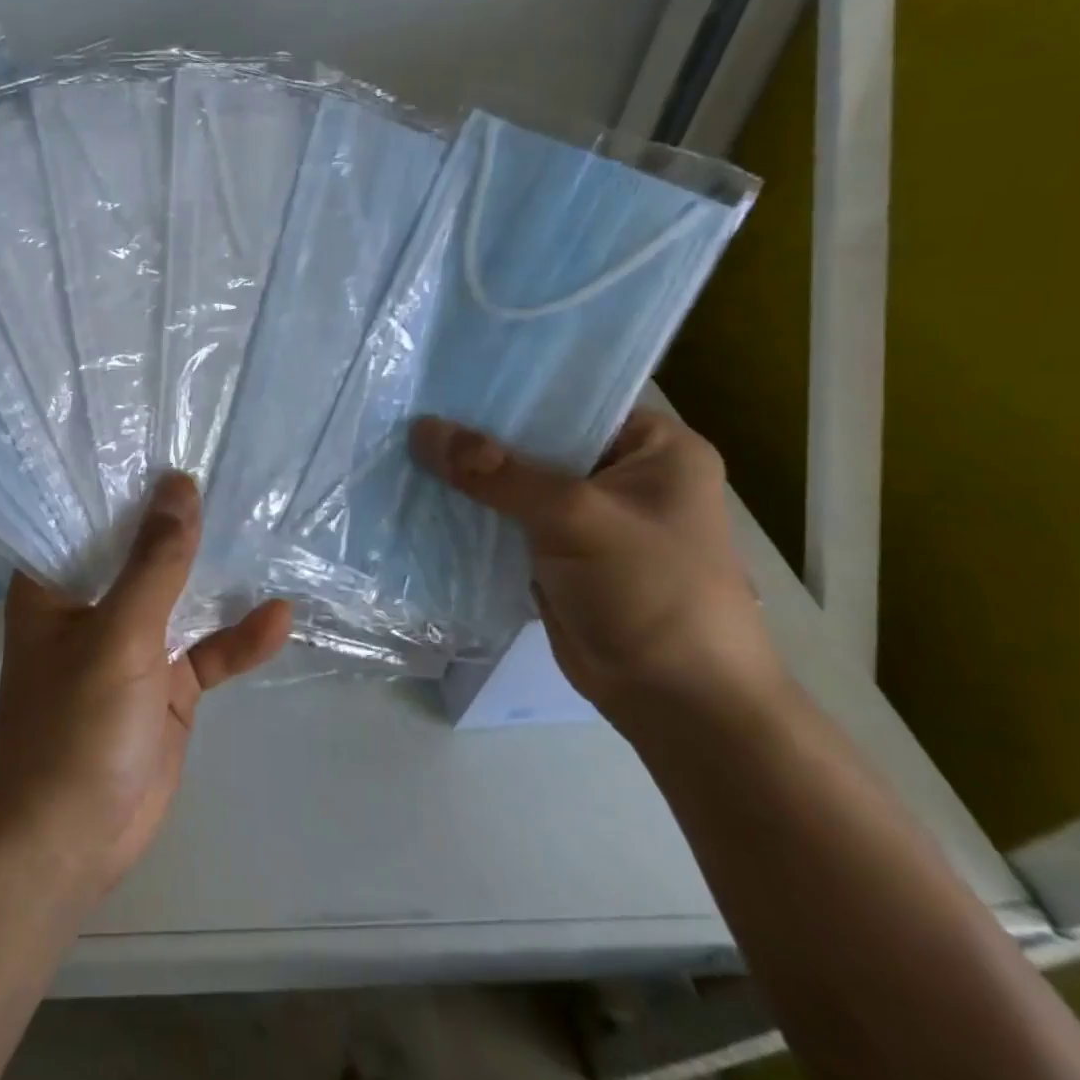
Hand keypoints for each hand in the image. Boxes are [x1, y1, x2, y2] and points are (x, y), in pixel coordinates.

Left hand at [0, 473, 291, 895]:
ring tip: (258, 526)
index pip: (84, 514)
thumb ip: (155, 562)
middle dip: (178, 519)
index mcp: (54, 584)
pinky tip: (279, 618)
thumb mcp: (119, 634)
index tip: (163, 437)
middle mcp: (91, 605)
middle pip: (138, 550)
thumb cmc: (75, 726)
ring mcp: (131, 645)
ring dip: (214, 574)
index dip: (120, 478)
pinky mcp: (165, 685)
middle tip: (225, 468)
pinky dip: (238, 638)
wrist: (72, 843)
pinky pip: (206, 651)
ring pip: (178, 596)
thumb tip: (180, 486)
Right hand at [410, 407, 783, 728]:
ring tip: (404, 444)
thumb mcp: (574, 517)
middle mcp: (622, 474)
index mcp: (655, 447)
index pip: (572, 398)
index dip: (511, 391)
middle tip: (412, 408)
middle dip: (479, 433)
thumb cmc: (649, 591)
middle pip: (538, 440)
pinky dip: (473, 511)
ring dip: (470, 475)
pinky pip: (507, 519)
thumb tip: (422, 429)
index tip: (446, 377)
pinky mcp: (559, 552)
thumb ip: (495, 472)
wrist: (675, 702)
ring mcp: (589, 516)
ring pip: (517, 481)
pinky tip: (422, 493)